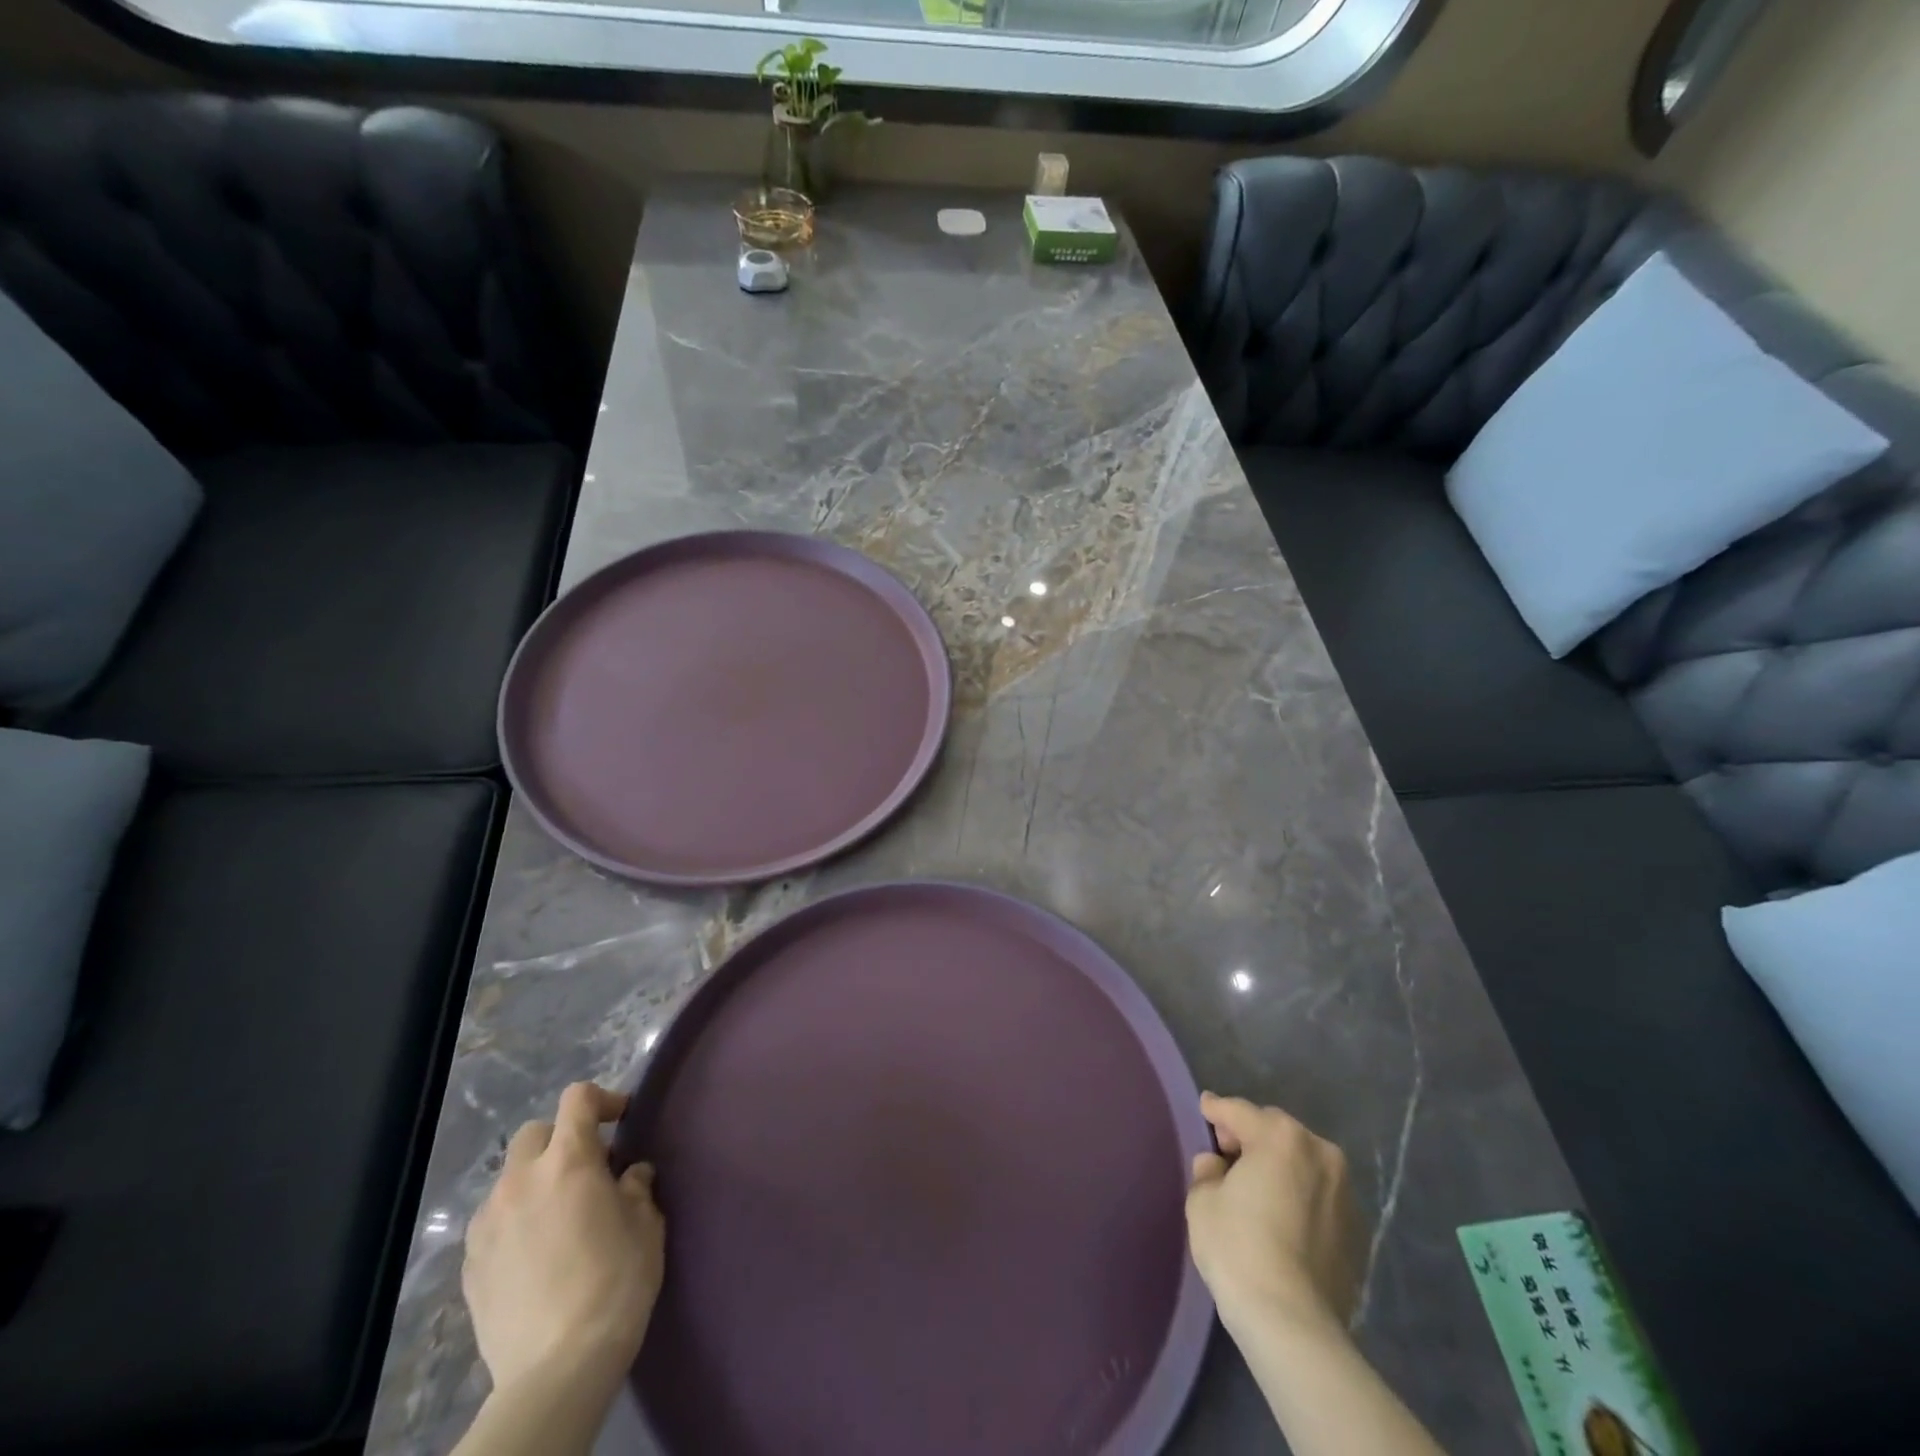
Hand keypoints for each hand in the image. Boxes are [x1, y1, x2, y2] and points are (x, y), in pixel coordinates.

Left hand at [463, 1082, 665, 1398]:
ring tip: (558, 1213)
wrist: (557, 1369)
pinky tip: (535, 1251)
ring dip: (535, 1180)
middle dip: (562, 1138)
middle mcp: (521, 1180)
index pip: (578, 1099)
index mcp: (569, 1161)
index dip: (603, 1099)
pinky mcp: (470, 1263)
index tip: (622, 1118)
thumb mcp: (646, 1225)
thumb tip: (630, 1175)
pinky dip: (515, 1218)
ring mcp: (488, 1223)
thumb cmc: (615, 1283)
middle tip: (588, 1167)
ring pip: (510, 1177)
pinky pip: (493, 1220)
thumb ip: (636, 1188)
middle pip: (535, 1132)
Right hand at [1185, 1093, 1364, 1335]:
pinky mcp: (1358, 1230)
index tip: (1205, 1108)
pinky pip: (1319, 1196)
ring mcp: (1345, 1192)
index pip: (1239, 1111)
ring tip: (1259, 1189)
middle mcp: (1320, 1152)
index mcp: (1280, 1136)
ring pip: (1303, 1162)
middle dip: (1251, 1137)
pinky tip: (1283, 1220)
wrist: (1294, 1324)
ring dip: (1280, 1166)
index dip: (1216, 1109)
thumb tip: (1218, 1166)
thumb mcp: (1202, 1201)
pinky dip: (1301, 1197)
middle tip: (1228, 1156)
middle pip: (1276, 1131)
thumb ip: (1208, 1171)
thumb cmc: (1238, 1249)